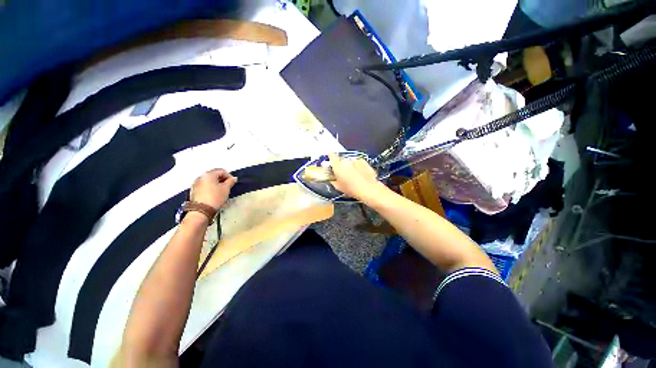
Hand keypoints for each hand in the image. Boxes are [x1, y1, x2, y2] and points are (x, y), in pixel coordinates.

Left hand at [190, 169, 236, 210]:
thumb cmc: (215, 198)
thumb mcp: (226, 189)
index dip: (229, 176)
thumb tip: (233, 178)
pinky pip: (204, 185)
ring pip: (209, 180)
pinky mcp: (194, 190)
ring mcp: (196, 183)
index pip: (222, 171)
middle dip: (222, 179)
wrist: (201, 210)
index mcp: (208, 174)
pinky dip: (210, 187)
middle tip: (228, 187)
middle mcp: (201, 177)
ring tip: (221, 191)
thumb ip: (231, 181)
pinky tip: (214, 194)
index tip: (232, 183)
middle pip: (214, 175)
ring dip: (216, 184)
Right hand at [329, 153, 388, 202]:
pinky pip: (358, 163)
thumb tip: (331, 177)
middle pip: (341, 161)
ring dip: (350, 167)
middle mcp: (346, 160)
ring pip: (350, 162)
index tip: (330, 157)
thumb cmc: (351, 189)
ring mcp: (355, 160)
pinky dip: (358, 167)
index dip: (330, 156)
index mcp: (338, 165)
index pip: (331, 156)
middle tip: (344, 174)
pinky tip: (360, 175)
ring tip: (354, 176)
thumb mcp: (338, 187)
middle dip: (342, 166)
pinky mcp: (364, 162)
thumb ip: (332, 179)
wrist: (368, 189)